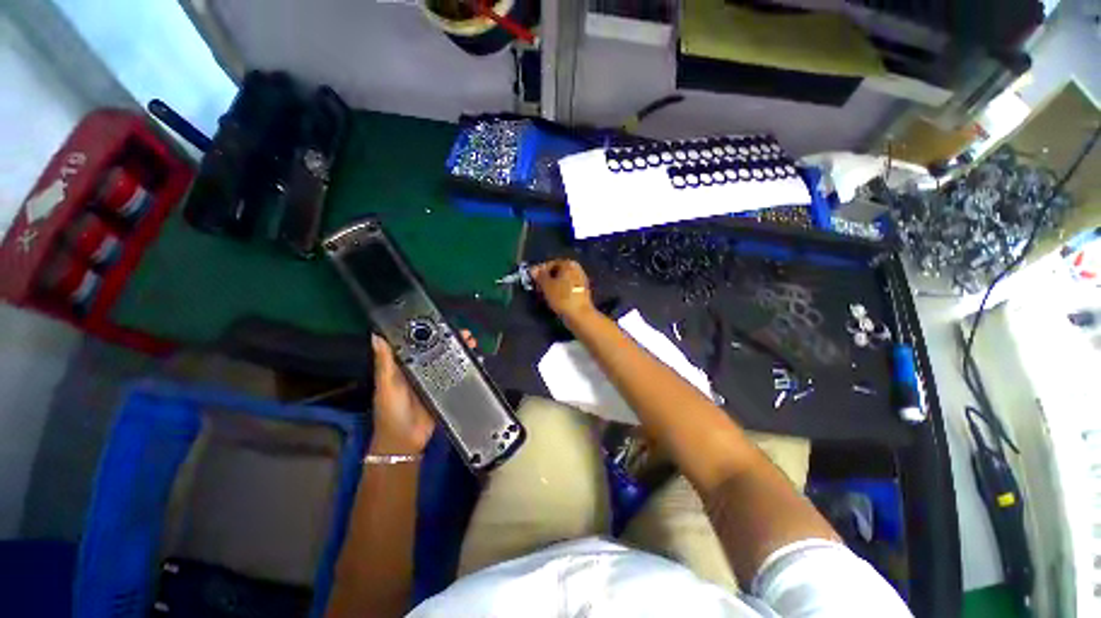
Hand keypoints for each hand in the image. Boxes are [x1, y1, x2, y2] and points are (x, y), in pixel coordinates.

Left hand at [369, 330, 475, 454]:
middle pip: (438, 349)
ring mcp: (435, 379)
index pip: (418, 343)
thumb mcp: (386, 384)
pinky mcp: (445, 389)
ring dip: (460, 351)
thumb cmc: (391, 410)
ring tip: (471, 343)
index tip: (441, 322)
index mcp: (405, 365)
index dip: (429, 331)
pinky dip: (464, 366)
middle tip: (464, 333)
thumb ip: (385, 362)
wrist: (405, 440)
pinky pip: (456, 374)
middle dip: (451, 340)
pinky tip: (474, 360)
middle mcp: (421, 369)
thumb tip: (376, 335)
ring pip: (449, 360)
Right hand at [531, 259, 593, 321]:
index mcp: (569, 264)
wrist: (579, 315)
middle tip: (537, 286)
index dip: (540, 271)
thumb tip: (533, 269)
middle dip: (546, 279)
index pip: (551, 263)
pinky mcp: (581, 293)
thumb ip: (539, 276)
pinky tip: (553, 299)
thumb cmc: (562, 297)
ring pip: (562, 281)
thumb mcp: (547, 285)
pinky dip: (559, 292)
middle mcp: (577, 270)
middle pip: (557, 272)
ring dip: (552, 286)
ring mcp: (581, 282)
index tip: (533, 278)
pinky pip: (567, 289)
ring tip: (543, 294)